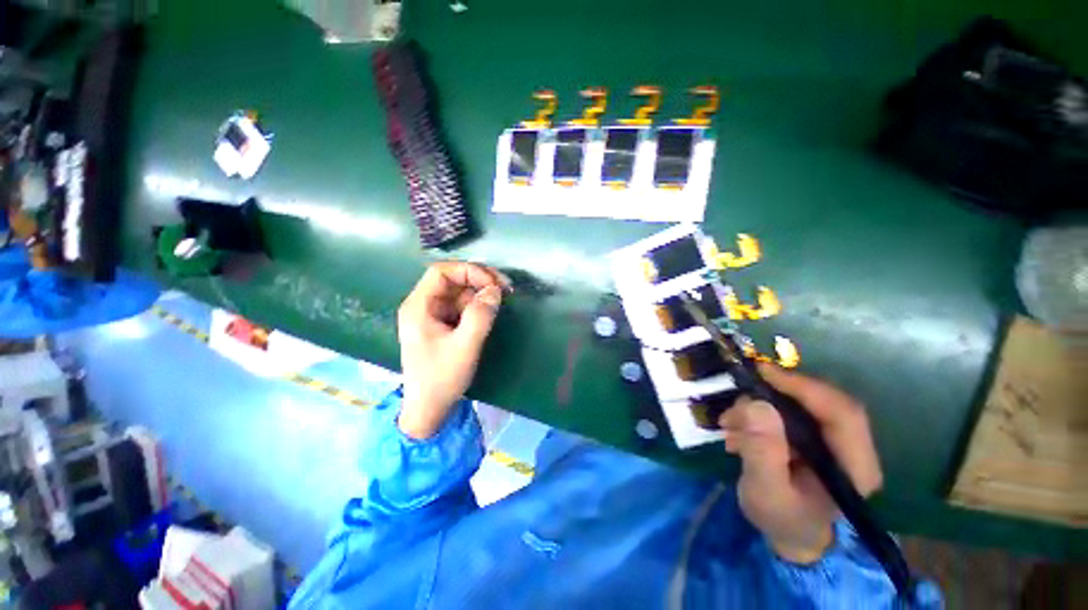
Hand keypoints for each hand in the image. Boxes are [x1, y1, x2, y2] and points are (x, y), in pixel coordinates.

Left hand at [396, 262, 508, 438]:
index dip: (469, 271)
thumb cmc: (441, 378)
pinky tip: (491, 312)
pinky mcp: (442, 325)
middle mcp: (423, 306)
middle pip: (451, 280)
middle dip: (478, 280)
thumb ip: (481, 315)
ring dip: (480, 293)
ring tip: (501, 300)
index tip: (493, 284)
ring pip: (459, 293)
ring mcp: (432, 316)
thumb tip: (495, 290)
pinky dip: (477, 306)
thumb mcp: (465, 346)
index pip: (441, 272)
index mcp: (419, 307)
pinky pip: (461, 307)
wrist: (429, 409)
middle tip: (505, 289)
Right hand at [720, 364, 882, 563]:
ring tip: (730, 423)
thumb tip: (757, 404)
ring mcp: (835, 442)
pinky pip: (790, 412)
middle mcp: (853, 449)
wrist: (791, 535)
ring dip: (761, 406)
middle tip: (738, 401)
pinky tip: (739, 430)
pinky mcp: (816, 438)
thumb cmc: (782, 519)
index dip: (804, 387)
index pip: (842, 412)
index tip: (763, 374)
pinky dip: (760, 414)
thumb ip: (762, 451)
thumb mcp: (766, 491)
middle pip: (822, 402)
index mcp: (855, 467)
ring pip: (802, 404)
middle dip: (775, 395)